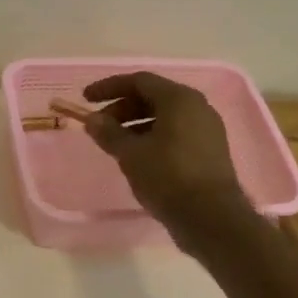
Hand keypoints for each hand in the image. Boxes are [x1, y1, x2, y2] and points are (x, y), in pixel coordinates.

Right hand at [81, 72, 250, 235]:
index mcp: (179, 99)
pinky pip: (176, 133)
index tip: (86, 99)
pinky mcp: (210, 151)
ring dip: (136, 125)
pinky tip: (138, 157)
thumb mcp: (131, 154)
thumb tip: (92, 120)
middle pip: (153, 97)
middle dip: (122, 108)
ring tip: (115, 145)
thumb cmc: (168, 177)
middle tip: (99, 127)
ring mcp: (207, 129)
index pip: (139, 81)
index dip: (109, 87)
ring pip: (165, 117)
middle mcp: (197, 107)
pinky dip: (153, 137)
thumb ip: (109, 133)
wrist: (210, 217)